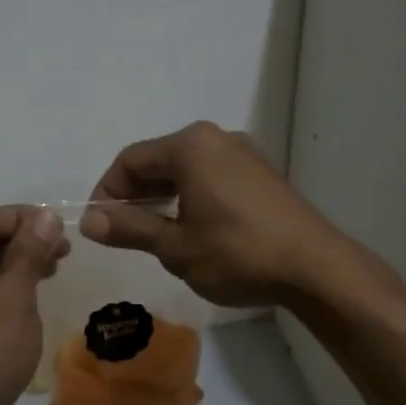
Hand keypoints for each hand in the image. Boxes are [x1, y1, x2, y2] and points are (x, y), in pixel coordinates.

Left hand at [0, 206, 67, 404]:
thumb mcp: (12, 300)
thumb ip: (29, 253)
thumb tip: (45, 216)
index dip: (22, 218)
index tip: (61, 227)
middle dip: (20, 243)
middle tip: (63, 251)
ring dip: (13, 268)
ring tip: (52, 271)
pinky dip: (0, 294)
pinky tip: (29, 301)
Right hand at [80, 121, 349, 307]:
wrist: (315, 267)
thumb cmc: (237, 254)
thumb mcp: (175, 247)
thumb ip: (130, 229)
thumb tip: (89, 222)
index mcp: (190, 146)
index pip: (130, 161)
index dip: (108, 192)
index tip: (101, 226)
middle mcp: (216, 137)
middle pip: (159, 159)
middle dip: (136, 194)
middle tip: (126, 232)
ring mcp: (244, 152)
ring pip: (187, 168)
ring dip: (164, 195)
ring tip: (158, 233)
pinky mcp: (262, 171)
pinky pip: (212, 174)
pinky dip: (192, 195)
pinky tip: (195, 227)